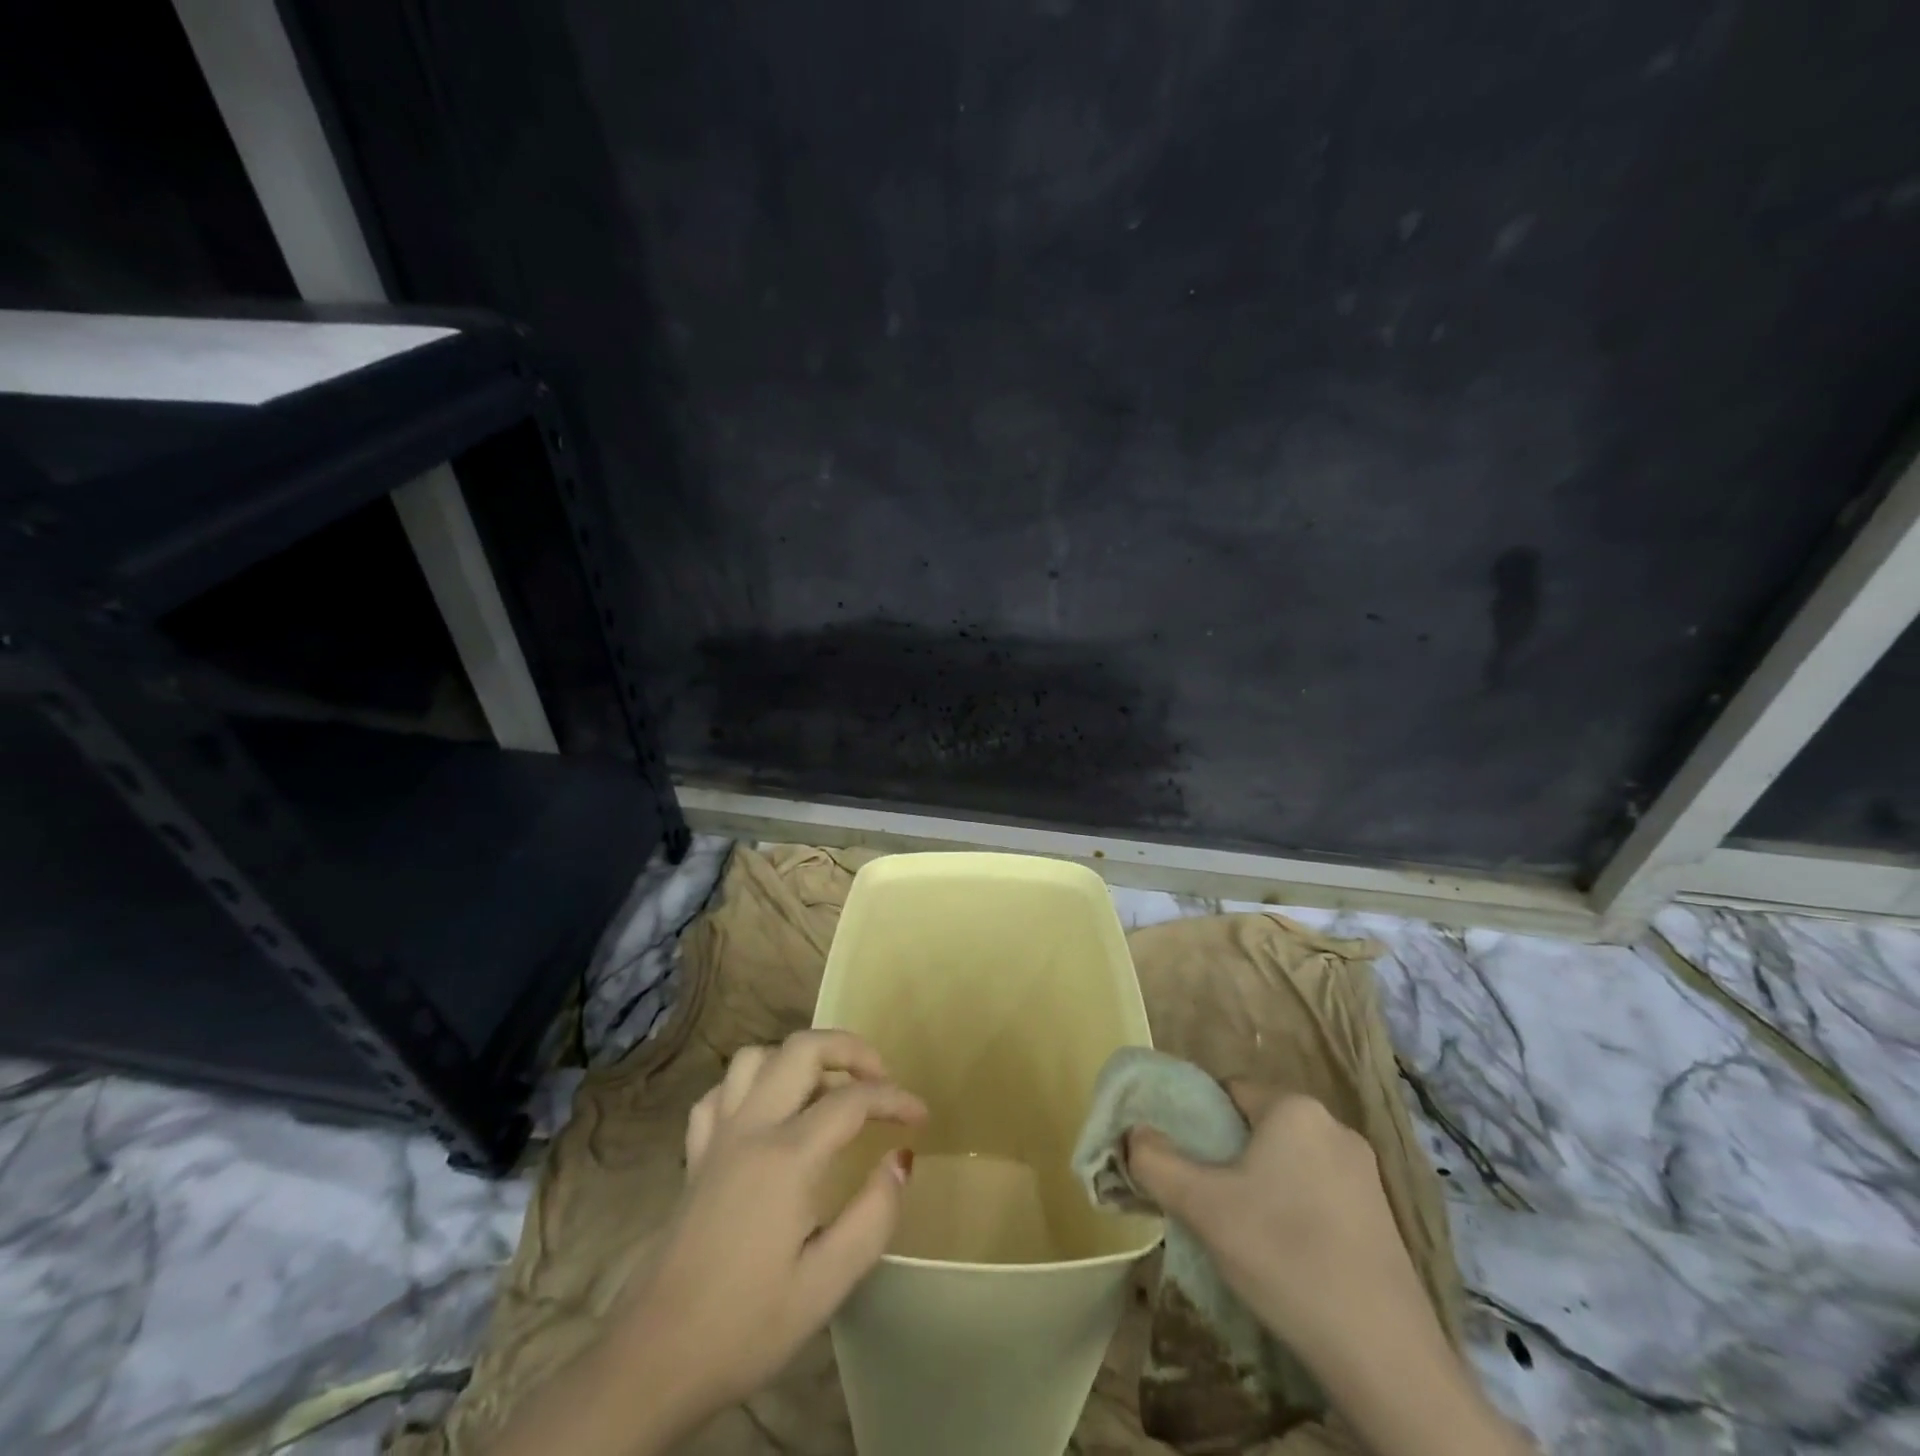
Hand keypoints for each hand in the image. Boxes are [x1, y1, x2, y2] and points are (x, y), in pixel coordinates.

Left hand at [616, 1031, 927, 1429]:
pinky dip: (751, 1086)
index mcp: (787, 1156)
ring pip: (756, 1057)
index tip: (921, 1116)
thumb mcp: (826, 1285)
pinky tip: (766, 1113)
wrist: (654, 1360)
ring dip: (797, 1059)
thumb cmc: (747, 1325)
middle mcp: (750, 1128)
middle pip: (802, 1049)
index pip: (852, 1100)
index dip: (894, 1098)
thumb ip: (873, 1215)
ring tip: (825, 1089)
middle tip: (879, 1078)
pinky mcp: (694, 1154)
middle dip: (850, 1049)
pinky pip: (720, 1092)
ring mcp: (716, 1136)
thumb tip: (900, 1158)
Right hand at [1127, 1085, 1530, 1455]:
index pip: (1227, 1091)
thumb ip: (1156, 1161)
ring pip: (1288, 1162)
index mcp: (1295, 1108)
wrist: (1384, 1357)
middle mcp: (1334, 1126)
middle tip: (1208, 1202)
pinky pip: (1318, 1193)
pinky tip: (1285, 1256)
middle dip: (1227, 1158)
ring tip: (1243, 1234)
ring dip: (1260, 1186)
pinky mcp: (1382, 1216)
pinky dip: (1294, 1211)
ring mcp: (1365, 1173)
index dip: (1198, 1123)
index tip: (1185, 1165)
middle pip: (1257, 1126)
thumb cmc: (1284, 1255)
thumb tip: (1133, 1135)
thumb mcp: (1203, 1206)